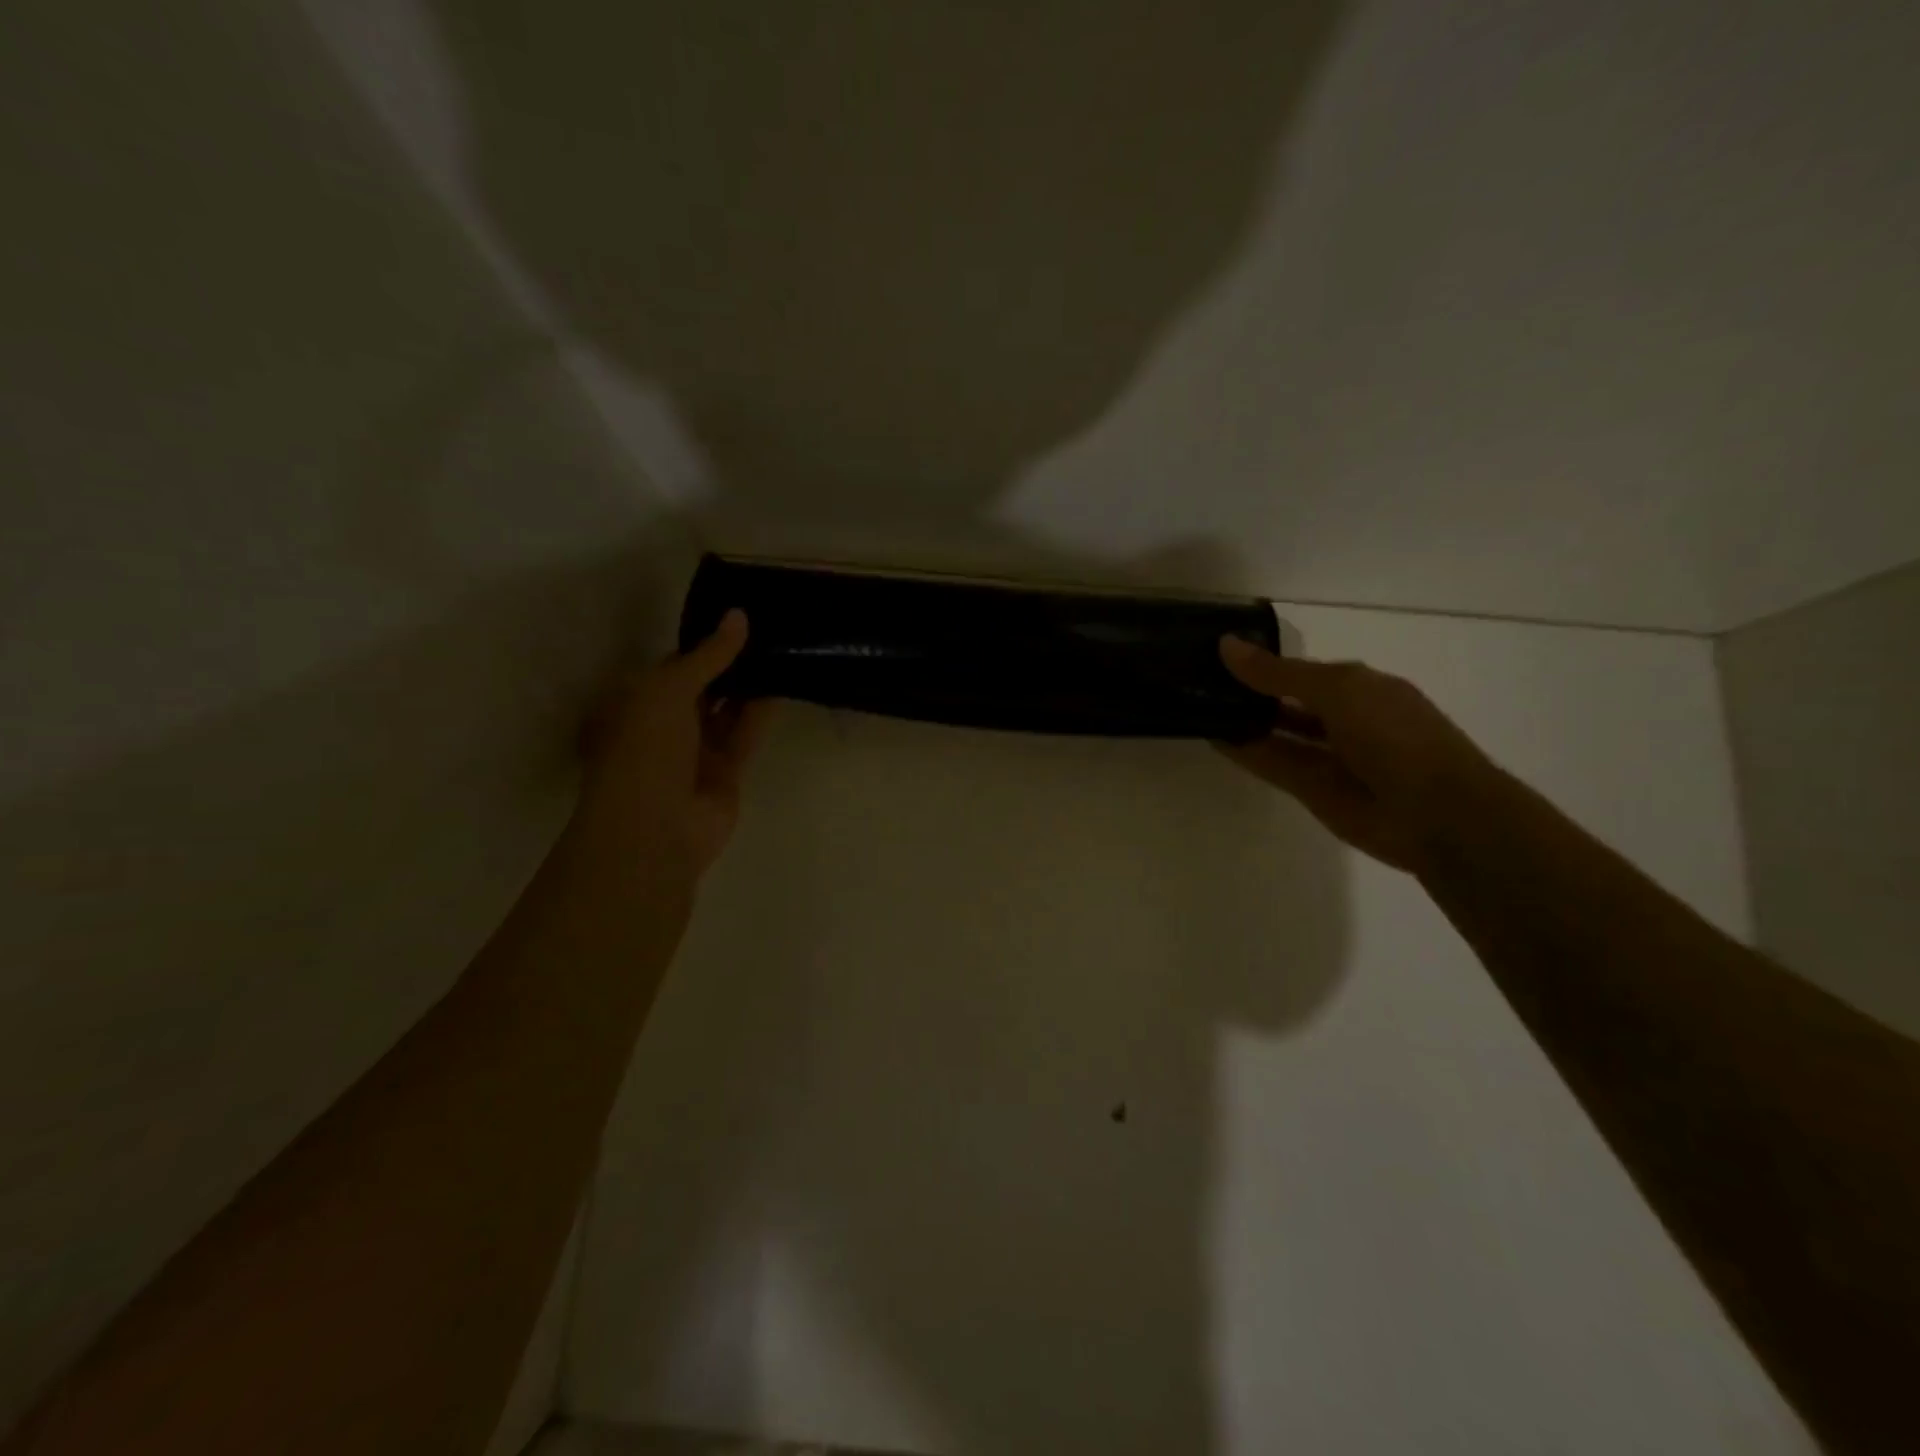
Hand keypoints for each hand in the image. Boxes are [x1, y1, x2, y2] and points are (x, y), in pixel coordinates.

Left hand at [574, 610, 773, 878]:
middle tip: (768, 629)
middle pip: (702, 687)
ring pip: (726, 710)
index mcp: (635, 703)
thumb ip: (708, 655)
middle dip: (729, 663)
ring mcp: (695, 751)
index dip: (703, 642)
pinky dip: (761, 712)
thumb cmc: (644, 750)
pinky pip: (745, 734)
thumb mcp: (668, 690)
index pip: (673, 665)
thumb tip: (738, 615)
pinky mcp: (726, 772)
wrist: (656, 828)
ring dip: (749, 685)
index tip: (737, 618)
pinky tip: (783, 684)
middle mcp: (663, 725)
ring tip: (782, 649)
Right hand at [1216, 637, 1494, 873]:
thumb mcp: (1337, 690)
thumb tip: (1226, 644)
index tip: (1216, 651)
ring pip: (1275, 731)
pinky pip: (1270, 762)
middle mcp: (1340, 717)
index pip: (1300, 669)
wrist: (1435, 814)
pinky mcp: (1309, 788)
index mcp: (1358, 687)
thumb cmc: (1394, 735)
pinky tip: (1210, 734)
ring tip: (1195, 702)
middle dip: (1248, 689)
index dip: (1262, 661)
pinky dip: (1243, 749)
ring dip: (1242, 719)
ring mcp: (1324, 755)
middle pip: (1284, 700)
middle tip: (1195, 676)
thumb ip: (1279, 673)